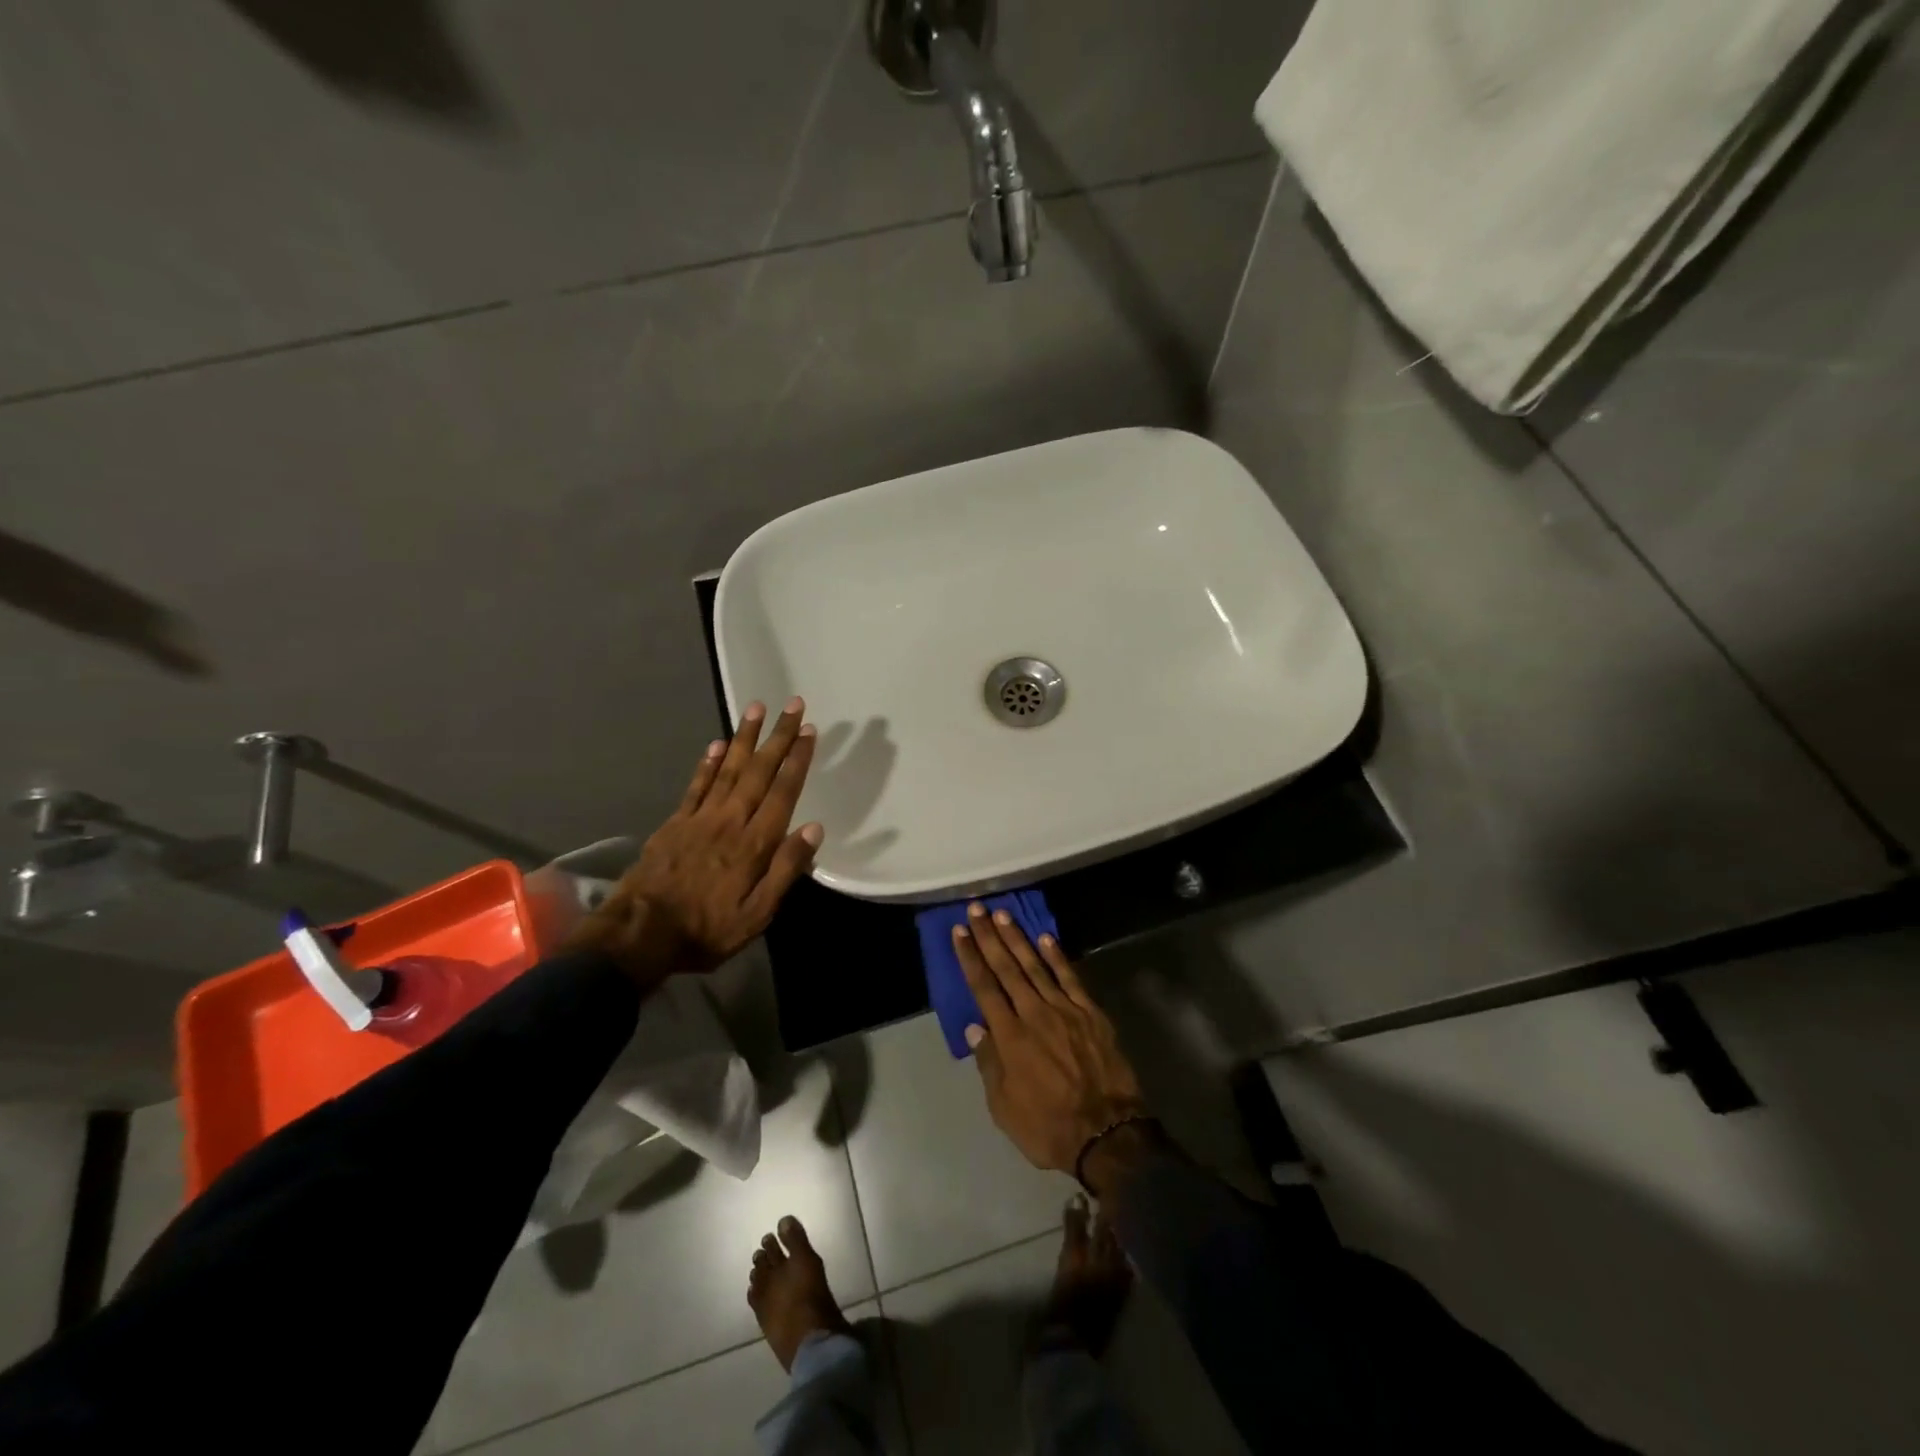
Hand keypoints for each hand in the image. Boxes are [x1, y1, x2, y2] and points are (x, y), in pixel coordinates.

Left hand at [567, 698, 822, 985]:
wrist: (639, 934)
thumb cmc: (705, 929)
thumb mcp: (757, 914)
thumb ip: (785, 869)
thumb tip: (814, 829)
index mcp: (754, 844)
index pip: (783, 792)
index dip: (797, 760)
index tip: (809, 731)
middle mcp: (730, 820)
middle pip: (759, 771)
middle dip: (778, 736)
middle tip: (793, 705)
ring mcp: (700, 818)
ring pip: (729, 769)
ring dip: (745, 737)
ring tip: (757, 708)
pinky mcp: (676, 822)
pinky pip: (697, 785)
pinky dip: (710, 762)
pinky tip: (719, 744)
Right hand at [953, 905, 1147, 1173]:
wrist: (1107, 1135)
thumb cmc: (1047, 1127)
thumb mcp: (1004, 1107)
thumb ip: (989, 1063)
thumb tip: (975, 1026)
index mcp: (1009, 1036)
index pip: (984, 987)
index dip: (970, 957)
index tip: (960, 931)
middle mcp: (1034, 1014)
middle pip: (1007, 968)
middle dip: (989, 937)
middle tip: (977, 909)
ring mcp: (1065, 1010)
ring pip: (1036, 966)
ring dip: (1018, 938)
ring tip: (1003, 914)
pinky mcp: (1091, 1014)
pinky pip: (1071, 978)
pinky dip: (1057, 957)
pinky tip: (1046, 938)